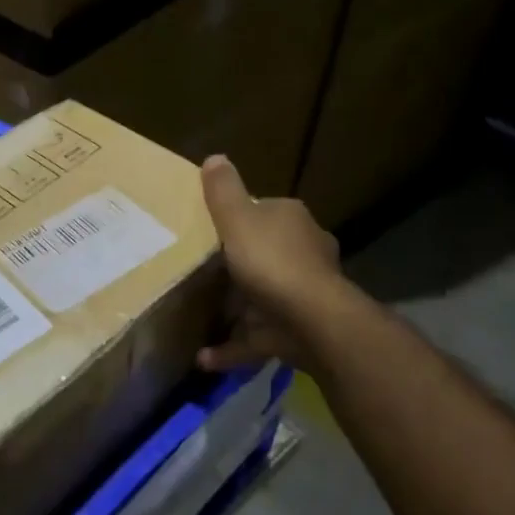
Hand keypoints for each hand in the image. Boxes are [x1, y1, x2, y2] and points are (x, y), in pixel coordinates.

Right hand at [198, 154, 353, 372]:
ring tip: (203, 314)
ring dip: (239, 308)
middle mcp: (305, 253)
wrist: (312, 321)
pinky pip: (257, 338)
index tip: (212, 229)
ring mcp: (304, 295)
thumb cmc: (272, 262)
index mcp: (292, 221)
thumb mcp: (238, 218)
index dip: (240, 218)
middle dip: (242, 264)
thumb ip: (223, 191)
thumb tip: (215, 157)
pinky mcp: (295, 331)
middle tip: (204, 273)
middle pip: (268, 254)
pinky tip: (203, 357)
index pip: (265, 211)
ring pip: (266, 297)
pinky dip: (232, 347)